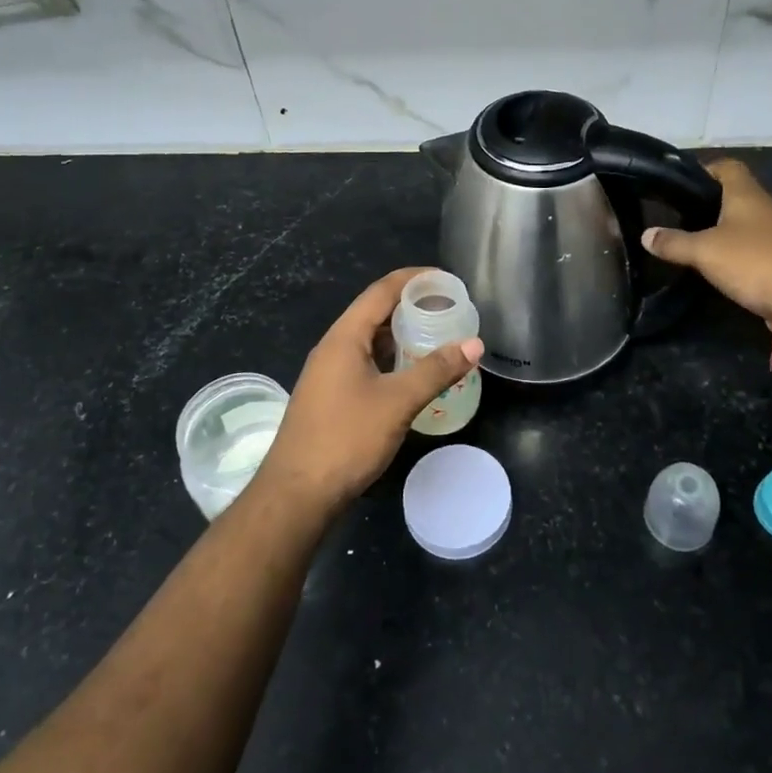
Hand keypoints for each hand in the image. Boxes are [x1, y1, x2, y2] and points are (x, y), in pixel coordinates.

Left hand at [261, 268, 483, 510]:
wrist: (297, 494)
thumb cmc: (346, 439)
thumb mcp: (398, 402)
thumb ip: (436, 370)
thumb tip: (474, 344)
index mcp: (344, 338)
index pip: (381, 291)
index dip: (414, 279)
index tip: (446, 278)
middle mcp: (333, 348)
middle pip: (375, 313)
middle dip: (412, 307)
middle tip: (449, 310)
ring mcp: (329, 374)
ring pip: (370, 341)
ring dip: (402, 335)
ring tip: (438, 337)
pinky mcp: (331, 397)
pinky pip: (366, 364)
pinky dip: (392, 360)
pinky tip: (412, 374)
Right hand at [642, 158, 771, 326]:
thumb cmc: (752, 261)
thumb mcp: (704, 251)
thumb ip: (674, 243)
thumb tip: (646, 235)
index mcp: (747, 194)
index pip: (727, 166)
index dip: (705, 169)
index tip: (682, 182)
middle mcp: (766, 207)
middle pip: (736, 194)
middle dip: (710, 202)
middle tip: (680, 215)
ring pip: (746, 222)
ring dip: (724, 229)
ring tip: (694, 240)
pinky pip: (755, 246)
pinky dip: (738, 251)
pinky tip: (720, 264)